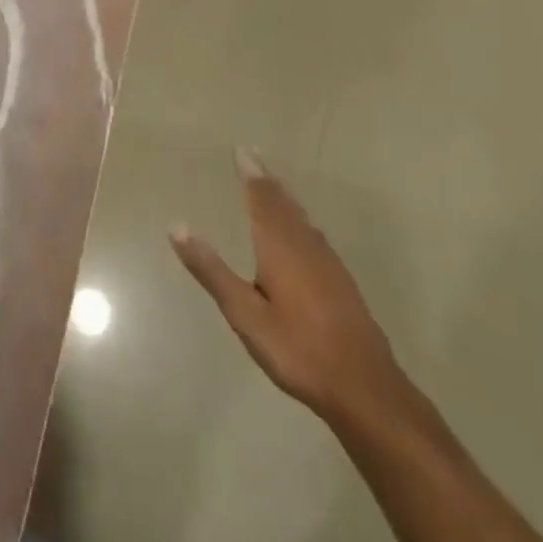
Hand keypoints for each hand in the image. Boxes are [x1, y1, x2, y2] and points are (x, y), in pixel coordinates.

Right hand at [171, 149, 403, 422]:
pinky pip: (315, 234)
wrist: (366, 391)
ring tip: (275, 185)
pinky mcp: (342, 283)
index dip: (251, 174)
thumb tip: (176, 227)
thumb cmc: (298, 349)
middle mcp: (305, 246)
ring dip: (285, 197)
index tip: (242, 150)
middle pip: (284, 204)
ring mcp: (328, 264)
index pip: (262, 199)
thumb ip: (211, 271)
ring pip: (303, 218)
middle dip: (267, 180)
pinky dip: (301, 219)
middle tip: (255, 157)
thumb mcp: (245, 314)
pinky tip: (304, 231)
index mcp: (279, 247)